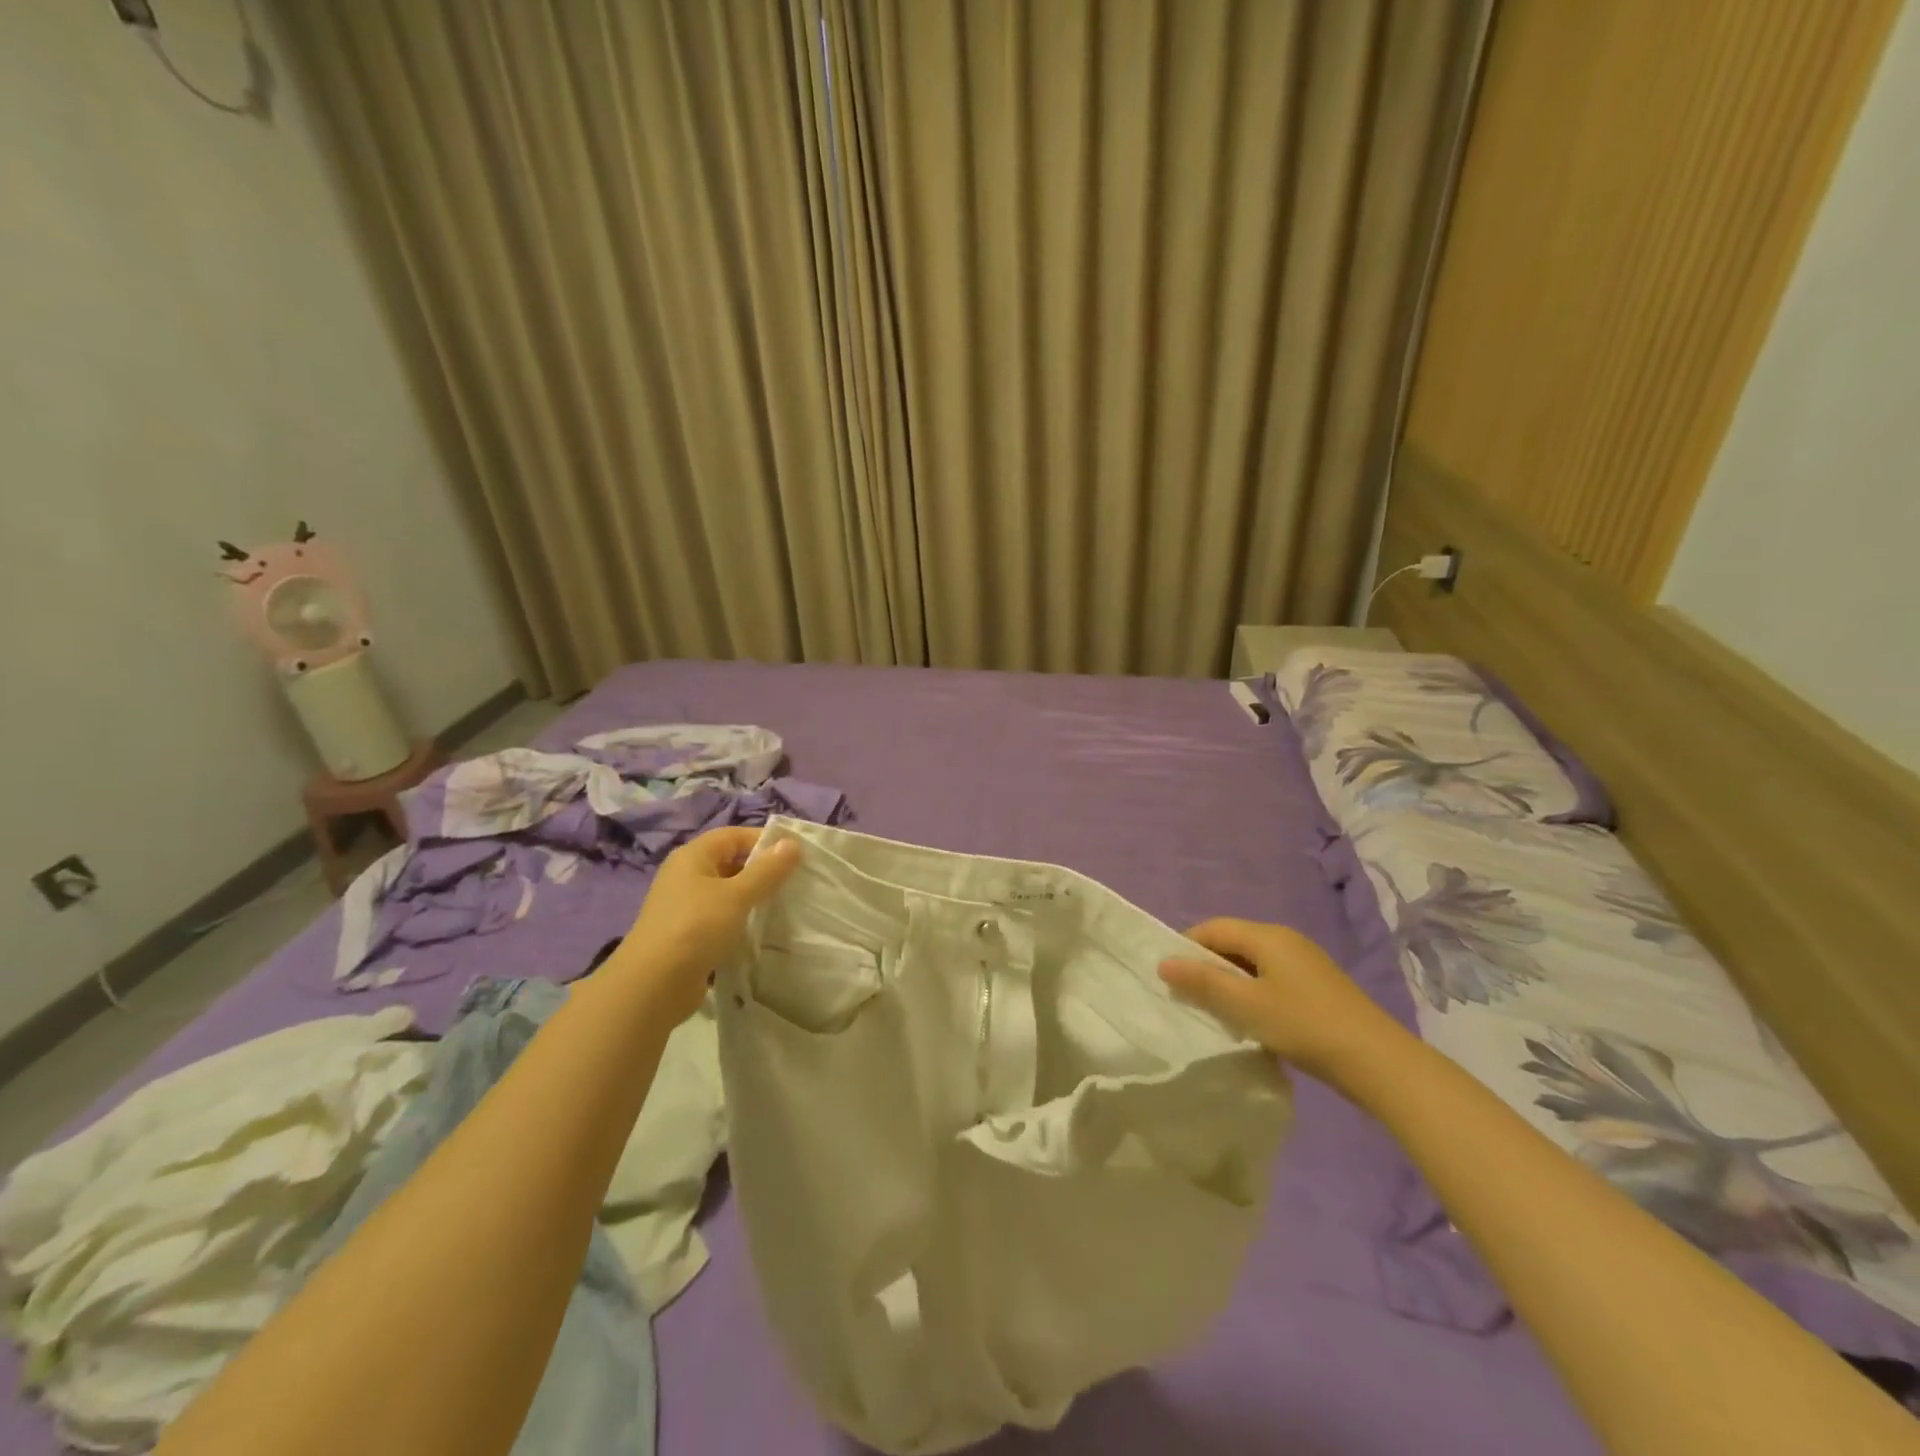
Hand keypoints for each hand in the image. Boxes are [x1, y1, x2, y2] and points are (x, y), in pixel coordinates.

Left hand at [614, 827, 800, 1021]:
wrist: (653, 986)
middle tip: (795, 881)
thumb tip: (793, 843)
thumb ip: (767, 870)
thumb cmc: (696, 928)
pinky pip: (720, 917)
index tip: (795, 855)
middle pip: (730, 861)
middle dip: (761, 870)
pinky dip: (740, 920)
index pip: (733, 836)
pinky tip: (760, 930)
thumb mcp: (737, 895)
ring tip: (784, 905)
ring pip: (727, 892)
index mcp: (692, 856)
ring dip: (752, 897)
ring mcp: (685, 906)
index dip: (764, 840)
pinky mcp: (688, 934)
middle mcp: (685, 876)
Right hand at [1158, 917, 1411, 1083]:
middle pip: (1233, 942)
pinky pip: (1271, 978)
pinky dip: (1252, 992)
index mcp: (1268, 936)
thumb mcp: (1246, 1005)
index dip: (1186, 945)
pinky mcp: (1317, 986)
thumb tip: (1164, 962)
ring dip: (1229, 982)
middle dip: (1207, 965)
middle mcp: (1286, 940)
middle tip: (1187, 996)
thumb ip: (1204, 982)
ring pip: (1252, 963)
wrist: (1378, 1062)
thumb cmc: (1304, 1025)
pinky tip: (1250, 1020)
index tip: (1168, 975)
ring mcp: (1305, 963)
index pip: (1214, 927)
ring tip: (1215, 1011)